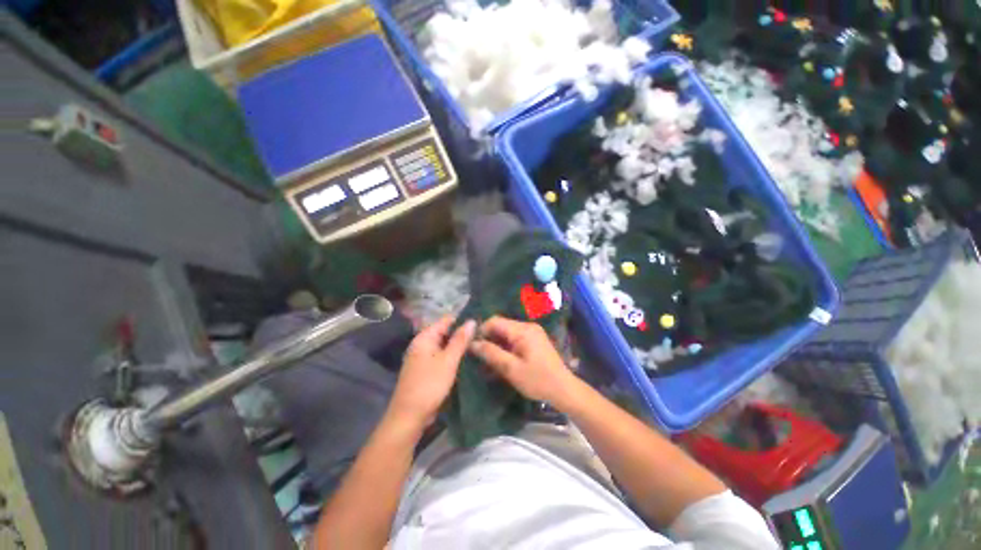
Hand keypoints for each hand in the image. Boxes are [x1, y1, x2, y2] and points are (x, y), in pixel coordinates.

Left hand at [388, 316, 474, 430]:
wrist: (409, 417)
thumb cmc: (429, 385)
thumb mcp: (448, 361)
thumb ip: (460, 340)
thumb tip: (471, 321)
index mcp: (424, 338)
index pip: (446, 321)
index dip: (462, 320)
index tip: (480, 322)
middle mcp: (422, 344)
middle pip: (445, 333)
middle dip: (462, 334)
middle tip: (483, 336)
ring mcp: (423, 358)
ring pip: (444, 346)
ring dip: (458, 346)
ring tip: (479, 345)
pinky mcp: (425, 370)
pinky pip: (442, 357)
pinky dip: (453, 357)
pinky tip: (466, 359)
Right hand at [470, 316, 577, 405]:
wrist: (563, 389)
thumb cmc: (537, 380)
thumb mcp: (511, 369)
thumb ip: (491, 353)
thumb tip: (472, 343)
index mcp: (522, 330)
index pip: (494, 321)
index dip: (481, 331)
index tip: (473, 347)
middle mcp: (527, 326)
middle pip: (501, 326)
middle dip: (489, 339)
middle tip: (480, 356)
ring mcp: (532, 332)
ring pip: (507, 333)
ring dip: (497, 344)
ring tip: (489, 361)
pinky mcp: (535, 339)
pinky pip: (515, 338)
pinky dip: (506, 347)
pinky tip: (502, 360)